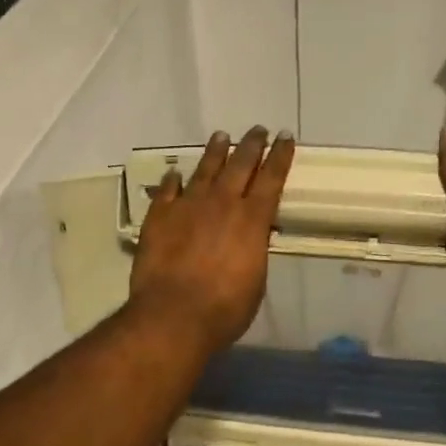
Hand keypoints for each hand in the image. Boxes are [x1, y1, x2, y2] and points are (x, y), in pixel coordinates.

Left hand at [129, 127, 295, 353]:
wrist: (173, 316)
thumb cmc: (225, 309)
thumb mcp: (255, 279)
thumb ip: (253, 249)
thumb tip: (251, 237)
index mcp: (252, 220)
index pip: (271, 178)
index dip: (280, 156)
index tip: (285, 137)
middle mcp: (222, 203)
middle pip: (240, 164)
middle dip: (252, 145)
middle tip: (258, 130)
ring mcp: (188, 206)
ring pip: (205, 169)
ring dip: (215, 152)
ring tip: (221, 136)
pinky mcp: (159, 216)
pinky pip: (168, 190)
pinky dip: (173, 180)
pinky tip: (175, 172)